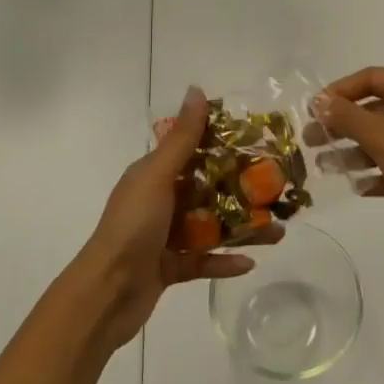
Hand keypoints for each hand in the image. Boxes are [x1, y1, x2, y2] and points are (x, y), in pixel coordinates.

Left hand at [73, 87, 270, 350]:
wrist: (105, 294)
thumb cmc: (132, 226)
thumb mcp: (157, 176)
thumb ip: (182, 138)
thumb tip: (197, 89)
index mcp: (154, 174)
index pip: (195, 152)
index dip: (226, 146)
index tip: (261, 145)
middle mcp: (160, 201)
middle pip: (209, 190)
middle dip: (243, 191)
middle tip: (278, 193)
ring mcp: (164, 236)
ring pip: (211, 227)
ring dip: (243, 229)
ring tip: (277, 233)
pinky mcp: (170, 268)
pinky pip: (203, 260)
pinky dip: (224, 261)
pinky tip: (249, 263)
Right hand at [315, 68, 383, 253]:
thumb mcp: (383, 135)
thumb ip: (348, 117)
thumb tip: (319, 102)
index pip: (372, 78)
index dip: (340, 91)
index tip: (314, 111)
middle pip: (376, 110)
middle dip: (343, 125)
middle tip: (311, 142)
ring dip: (355, 152)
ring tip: (325, 168)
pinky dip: (378, 174)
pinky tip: (358, 188)